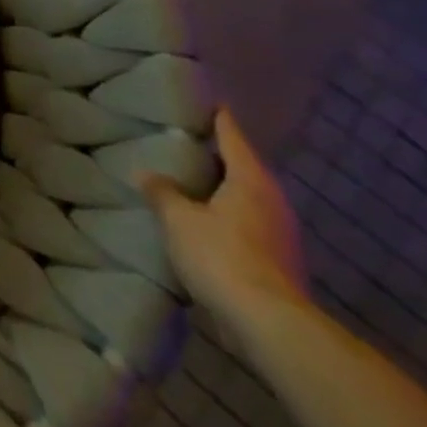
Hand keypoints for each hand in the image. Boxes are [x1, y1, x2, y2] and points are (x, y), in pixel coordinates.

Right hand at [139, 109, 309, 339]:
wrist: (269, 324)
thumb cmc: (222, 256)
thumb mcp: (178, 219)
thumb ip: (162, 192)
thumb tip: (146, 173)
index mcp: (250, 179)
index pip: (231, 134)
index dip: (216, 117)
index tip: (203, 101)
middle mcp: (272, 199)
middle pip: (242, 165)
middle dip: (216, 154)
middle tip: (185, 141)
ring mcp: (280, 232)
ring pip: (247, 196)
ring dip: (222, 188)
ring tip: (191, 181)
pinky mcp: (280, 260)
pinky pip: (248, 222)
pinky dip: (228, 214)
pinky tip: (206, 220)